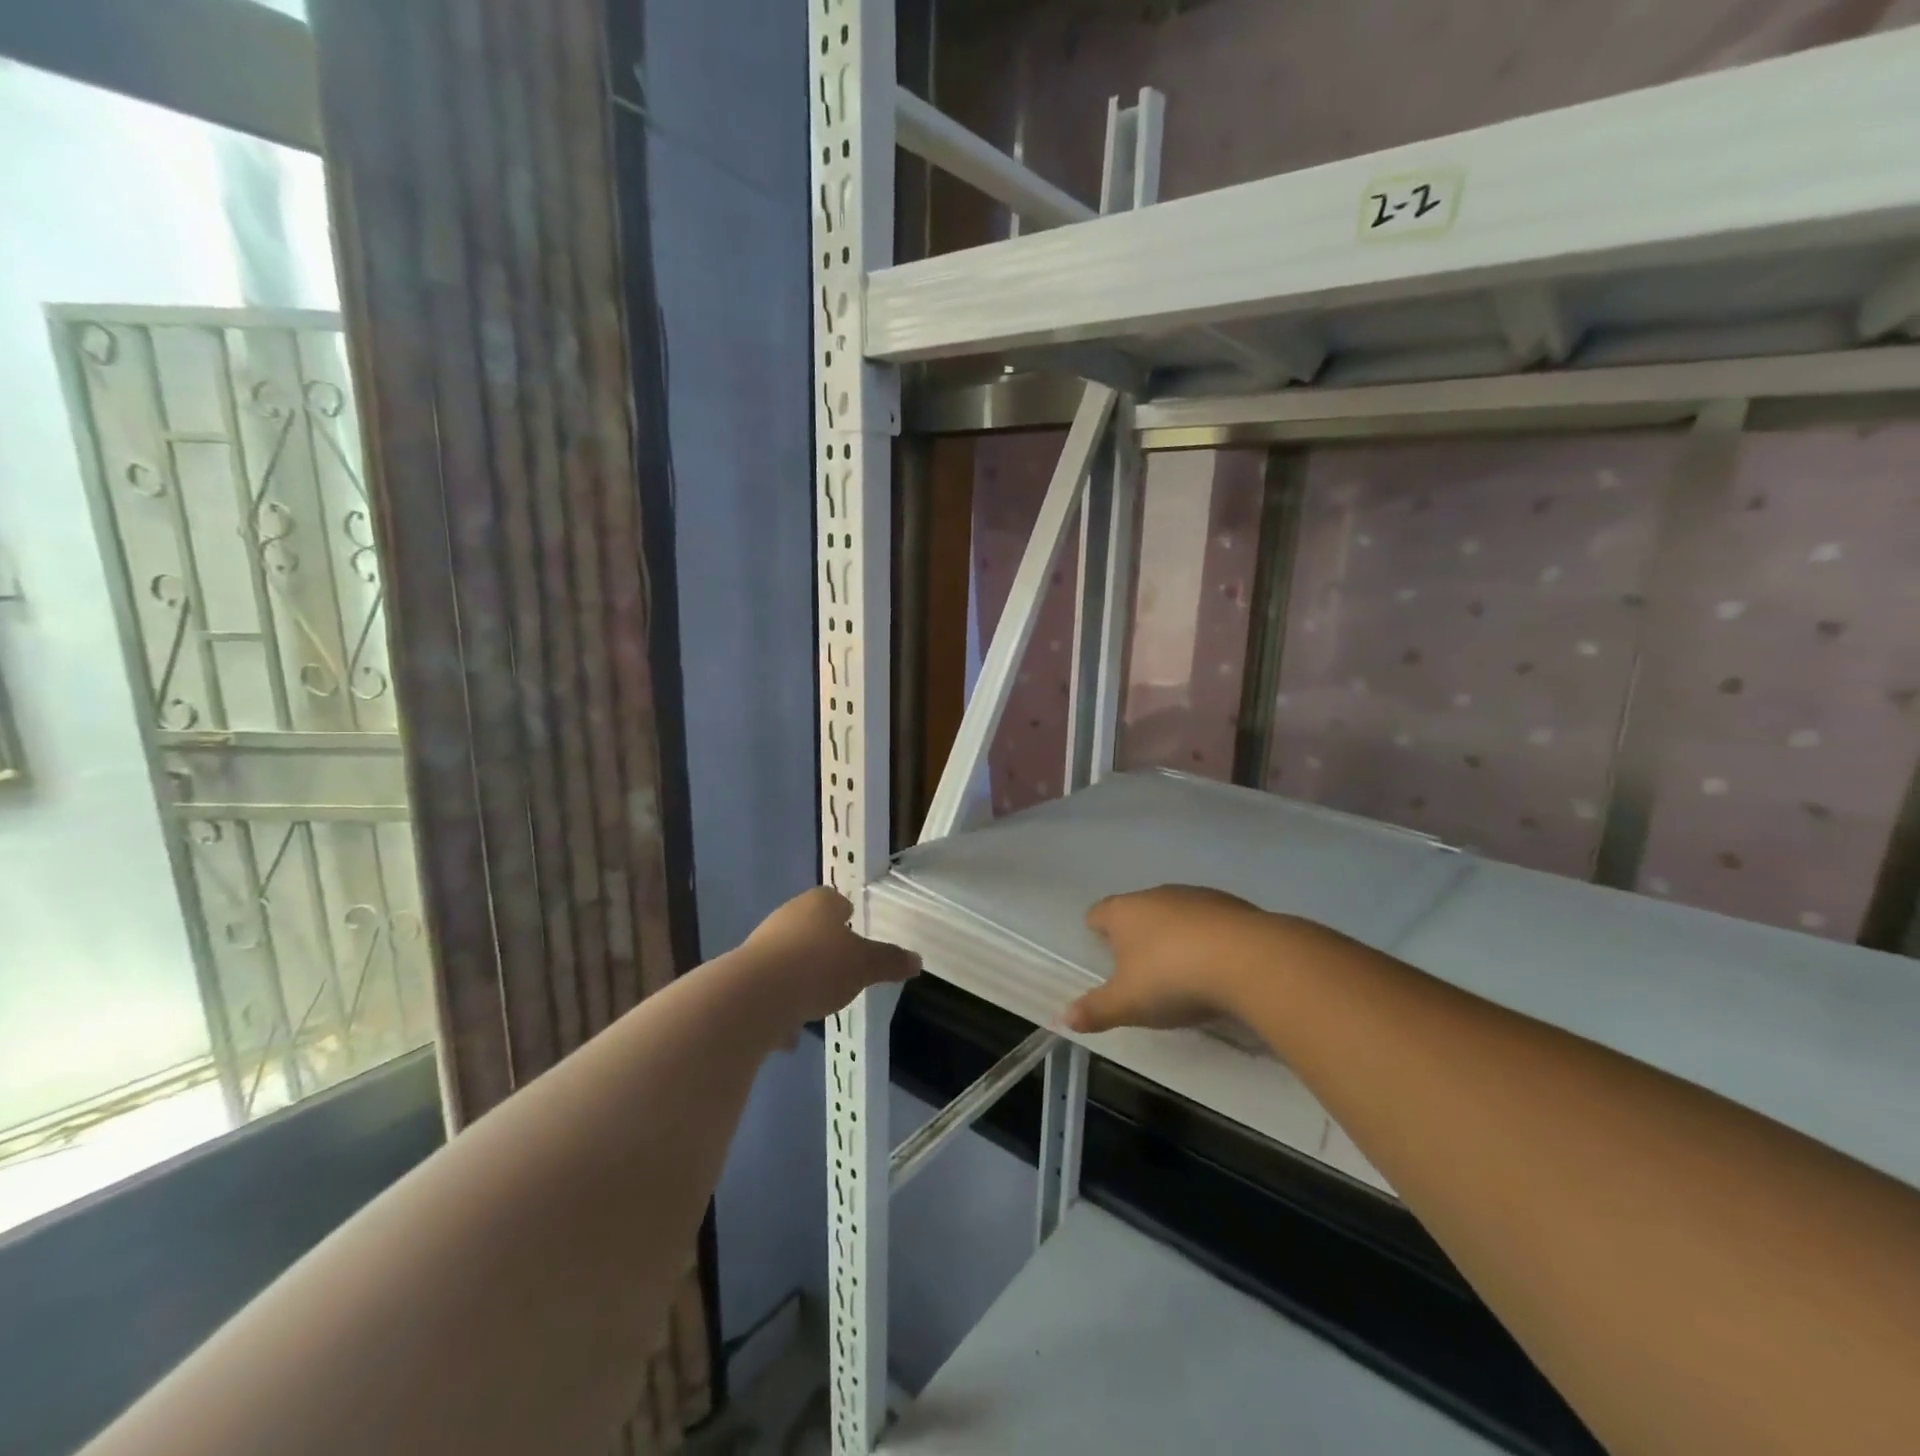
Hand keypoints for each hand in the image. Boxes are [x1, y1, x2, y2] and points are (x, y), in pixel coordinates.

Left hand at [744, 887, 919, 1026]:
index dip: (846, 914)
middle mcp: (787, 917)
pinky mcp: (743, 977)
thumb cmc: (818, 967)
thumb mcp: (865, 966)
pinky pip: (770, 990)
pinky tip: (790, 1033)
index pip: (834, 899)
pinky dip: (780, 1007)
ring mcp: (761, 946)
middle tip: (842, 968)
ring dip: (801, 977)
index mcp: (818, 904)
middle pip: (809, 927)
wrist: (754, 997)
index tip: (855, 931)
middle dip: (824, 947)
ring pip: (788, 958)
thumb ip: (890, 961)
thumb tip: (917, 960)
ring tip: (817, 1003)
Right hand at [1063, 885, 1272, 1033]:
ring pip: (1176, 913)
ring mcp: (1198, 897)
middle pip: (1138, 910)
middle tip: (1139, 968)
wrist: (1249, 960)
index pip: (1099, 912)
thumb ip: (1095, 1010)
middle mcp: (1157, 894)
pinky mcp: (1234, 906)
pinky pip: (1211, 922)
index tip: (1099, 947)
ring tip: (1181, 969)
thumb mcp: (1128, 1003)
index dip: (1096, 929)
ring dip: (1175, 935)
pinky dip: (1209, 939)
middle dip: (1137, 934)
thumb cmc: (1173, 977)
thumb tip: (1063, 1019)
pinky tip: (1218, 967)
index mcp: (1124, 911)